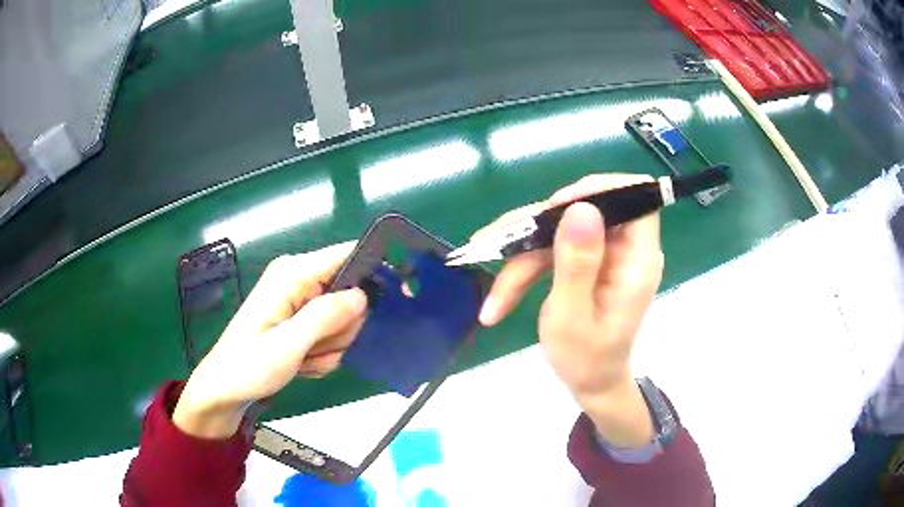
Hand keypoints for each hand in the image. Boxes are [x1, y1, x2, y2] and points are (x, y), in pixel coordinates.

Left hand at [173, 242, 367, 438]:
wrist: (227, 389)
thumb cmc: (249, 366)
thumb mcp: (288, 345)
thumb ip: (326, 317)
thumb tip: (363, 295)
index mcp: (293, 273)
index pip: (347, 255)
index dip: (374, 272)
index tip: (394, 299)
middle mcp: (299, 280)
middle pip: (350, 293)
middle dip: (341, 328)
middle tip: (315, 347)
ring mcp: (300, 301)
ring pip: (344, 319)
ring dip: (330, 345)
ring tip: (303, 358)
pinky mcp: (301, 319)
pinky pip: (332, 334)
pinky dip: (323, 353)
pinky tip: (302, 362)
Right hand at [478, 175, 663, 446]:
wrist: (590, 384)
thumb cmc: (586, 360)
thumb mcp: (573, 316)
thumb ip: (577, 262)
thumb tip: (581, 207)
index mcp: (637, 258)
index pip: (634, 197)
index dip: (597, 190)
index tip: (555, 208)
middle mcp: (625, 248)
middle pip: (584, 210)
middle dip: (539, 230)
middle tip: (503, 250)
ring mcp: (605, 254)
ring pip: (559, 230)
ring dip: (522, 256)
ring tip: (494, 294)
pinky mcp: (587, 261)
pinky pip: (553, 247)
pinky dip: (525, 267)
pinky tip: (499, 295)